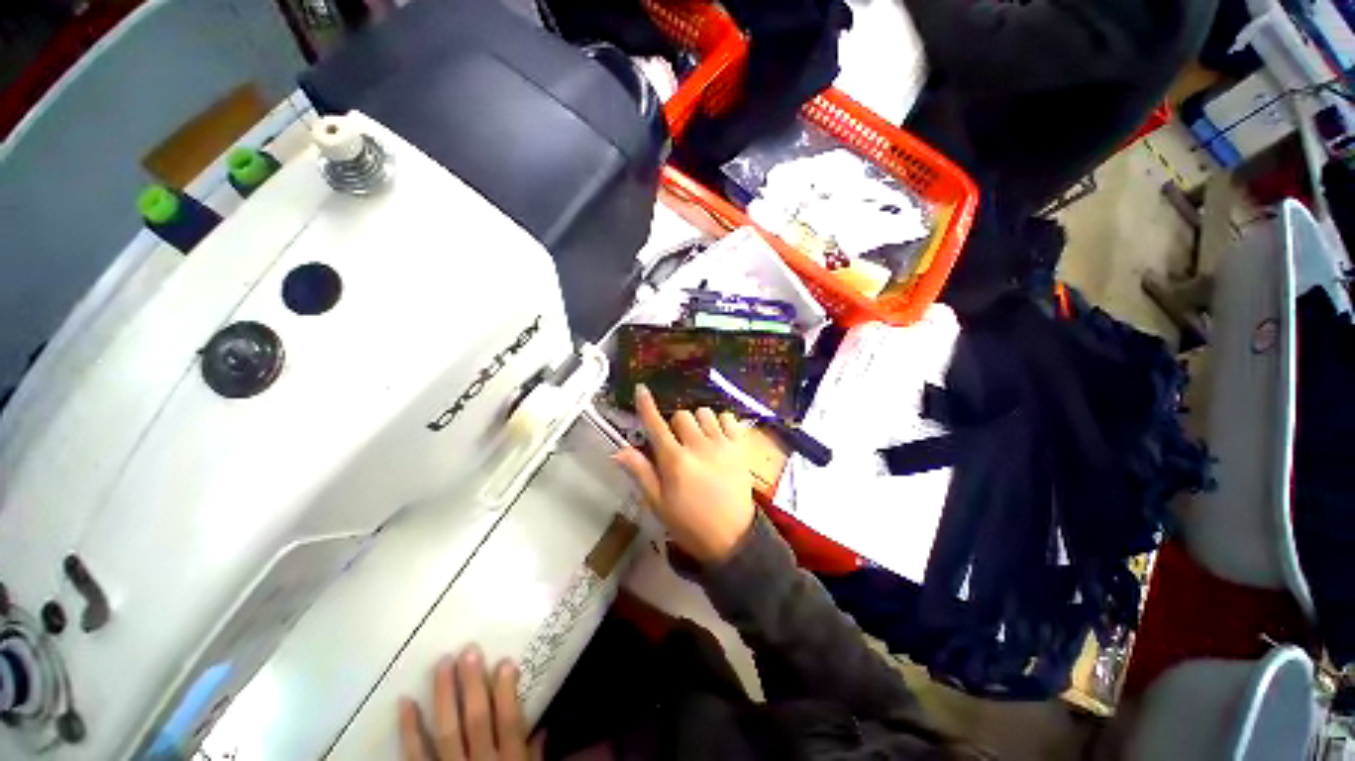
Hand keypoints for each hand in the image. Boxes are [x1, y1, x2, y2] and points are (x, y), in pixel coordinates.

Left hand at [399, 646, 542, 760]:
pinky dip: (409, 730)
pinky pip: (415, 756)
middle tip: (468, 651)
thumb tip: (545, 725)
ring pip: (446, 732)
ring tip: (442, 664)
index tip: (505, 661)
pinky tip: (405, 702)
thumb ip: (535, 756)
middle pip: (476, 720)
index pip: (509, 721)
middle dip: (472, 685)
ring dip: (443, 697)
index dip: (506, 691)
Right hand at [614, 384, 755, 562]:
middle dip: (675, 425)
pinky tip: (718, 436)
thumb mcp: (658, 503)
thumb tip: (618, 450)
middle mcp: (698, 446)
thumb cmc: (689, 523)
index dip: (646, 406)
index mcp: (675, 461)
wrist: (732, 538)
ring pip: (705, 412)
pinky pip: (728, 418)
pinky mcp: (740, 447)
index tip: (641, 389)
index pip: (656, 426)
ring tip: (700, 439)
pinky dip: (721, 422)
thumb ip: (641, 473)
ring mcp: (722, 444)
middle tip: (678, 443)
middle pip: (682, 415)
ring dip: (698, 422)